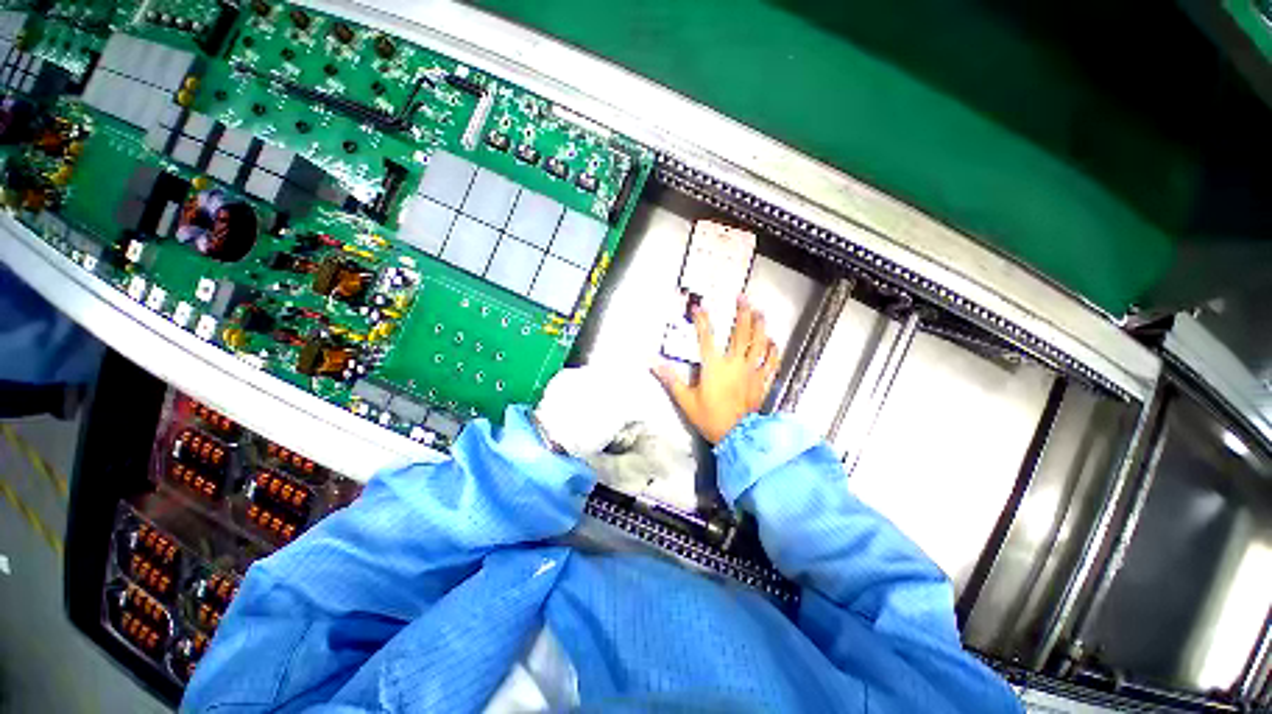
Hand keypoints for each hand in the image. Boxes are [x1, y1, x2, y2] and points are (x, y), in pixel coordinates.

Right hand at [655, 296, 779, 443]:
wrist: (736, 436)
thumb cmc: (709, 417)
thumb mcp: (686, 399)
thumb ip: (671, 379)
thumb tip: (653, 364)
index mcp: (715, 366)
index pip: (706, 337)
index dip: (702, 320)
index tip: (699, 307)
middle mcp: (735, 363)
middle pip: (741, 333)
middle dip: (742, 313)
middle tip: (743, 297)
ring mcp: (751, 371)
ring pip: (759, 343)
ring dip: (760, 325)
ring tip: (760, 311)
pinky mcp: (762, 381)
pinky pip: (771, 362)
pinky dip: (773, 350)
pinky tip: (773, 341)